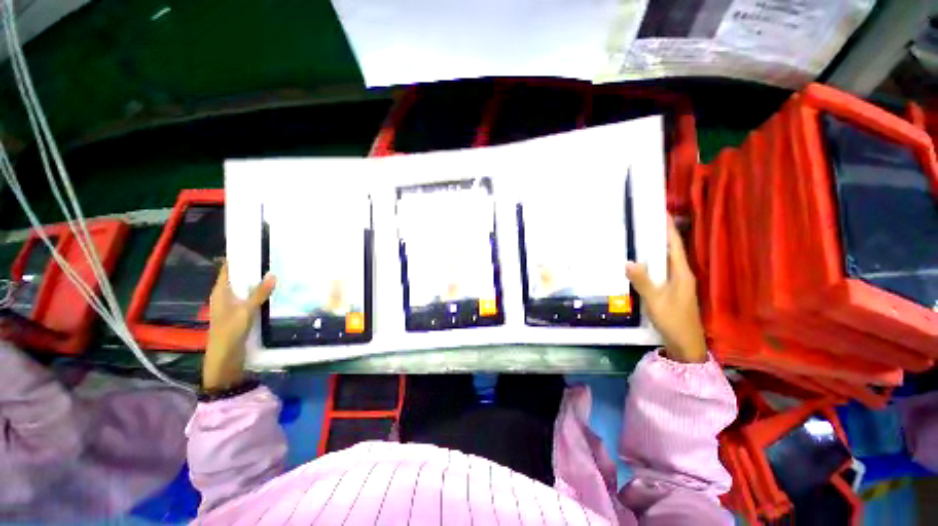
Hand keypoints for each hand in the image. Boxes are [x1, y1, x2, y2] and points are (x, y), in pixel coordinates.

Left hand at [204, 262, 275, 388]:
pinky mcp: (238, 315)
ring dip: (256, 283)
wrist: (225, 357)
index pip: (227, 270)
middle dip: (251, 270)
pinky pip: (249, 299)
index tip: (253, 249)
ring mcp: (231, 306)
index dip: (237, 259)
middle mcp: (224, 297)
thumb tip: (272, 274)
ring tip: (275, 273)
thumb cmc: (230, 331)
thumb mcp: (246, 311)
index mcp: (220, 292)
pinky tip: (271, 293)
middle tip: (271, 260)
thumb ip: (259, 293)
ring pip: (244, 289)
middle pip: (237, 279)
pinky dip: (258, 294)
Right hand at [626, 216, 707, 363]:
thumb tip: (628, 261)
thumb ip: (643, 281)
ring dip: (654, 249)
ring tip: (638, 238)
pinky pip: (660, 270)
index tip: (660, 212)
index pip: (675, 244)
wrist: (686, 342)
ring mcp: (677, 282)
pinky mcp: (671, 290)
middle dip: (659, 235)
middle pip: (671, 249)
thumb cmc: (673, 320)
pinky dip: (651, 263)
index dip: (669, 228)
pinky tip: (639, 264)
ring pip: (665, 260)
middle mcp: (681, 274)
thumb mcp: (655, 301)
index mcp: (682, 272)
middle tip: (642, 223)